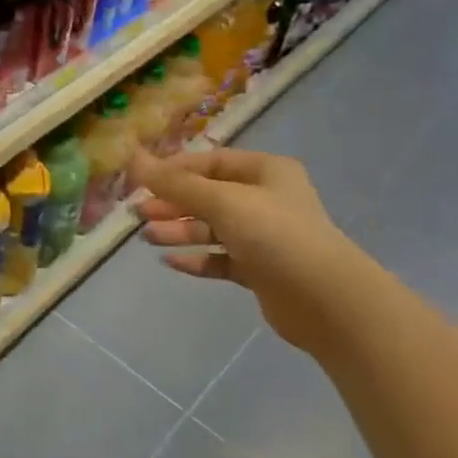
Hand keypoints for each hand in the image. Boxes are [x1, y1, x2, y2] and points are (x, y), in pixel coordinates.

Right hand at [131, 146, 348, 348]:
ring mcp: (264, 236)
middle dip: (172, 203)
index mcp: (265, 171)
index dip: (174, 170)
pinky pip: (221, 259)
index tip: (139, 182)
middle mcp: (266, 199)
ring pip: (212, 228)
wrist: (324, 298)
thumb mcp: (223, 201)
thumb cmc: (274, 235)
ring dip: (180, 231)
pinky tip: (170, 262)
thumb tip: (134, 158)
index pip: (210, 163)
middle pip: (209, 196)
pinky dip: (197, 258)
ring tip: (147, 237)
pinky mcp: (260, 270)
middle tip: (137, 213)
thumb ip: (176, 184)